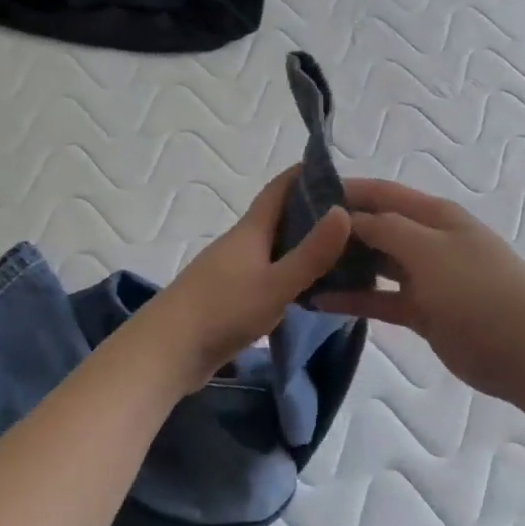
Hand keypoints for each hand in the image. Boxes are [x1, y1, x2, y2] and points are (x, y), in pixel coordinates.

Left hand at [140, 169, 352, 392]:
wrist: (167, 352)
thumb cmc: (222, 311)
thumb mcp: (276, 284)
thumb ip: (311, 253)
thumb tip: (343, 211)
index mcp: (250, 231)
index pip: (280, 189)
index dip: (307, 175)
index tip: (341, 174)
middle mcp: (240, 245)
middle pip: (280, 219)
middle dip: (315, 215)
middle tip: (357, 222)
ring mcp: (233, 272)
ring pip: (275, 251)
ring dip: (304, 249)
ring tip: (344, 257)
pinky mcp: (230, 299)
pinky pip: (268, 277)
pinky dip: (292, 277)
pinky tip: (311, 292)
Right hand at [314, 179, 524, 400]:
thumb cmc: (477, 290)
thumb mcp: (428, 250)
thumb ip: (384, 229)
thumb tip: (347, 216)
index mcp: (434, 215)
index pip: (381, 193)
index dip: (344, 191)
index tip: (302, 197)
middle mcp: (428, 240)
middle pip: (375, 227)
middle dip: (338, 230)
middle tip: (292, 237)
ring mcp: (426, 277)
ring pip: (376, 264)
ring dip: (344, 265)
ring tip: (301, 267)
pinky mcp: (422, 311)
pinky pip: (381, 299)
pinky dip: (354, 299)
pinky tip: (320, 302)